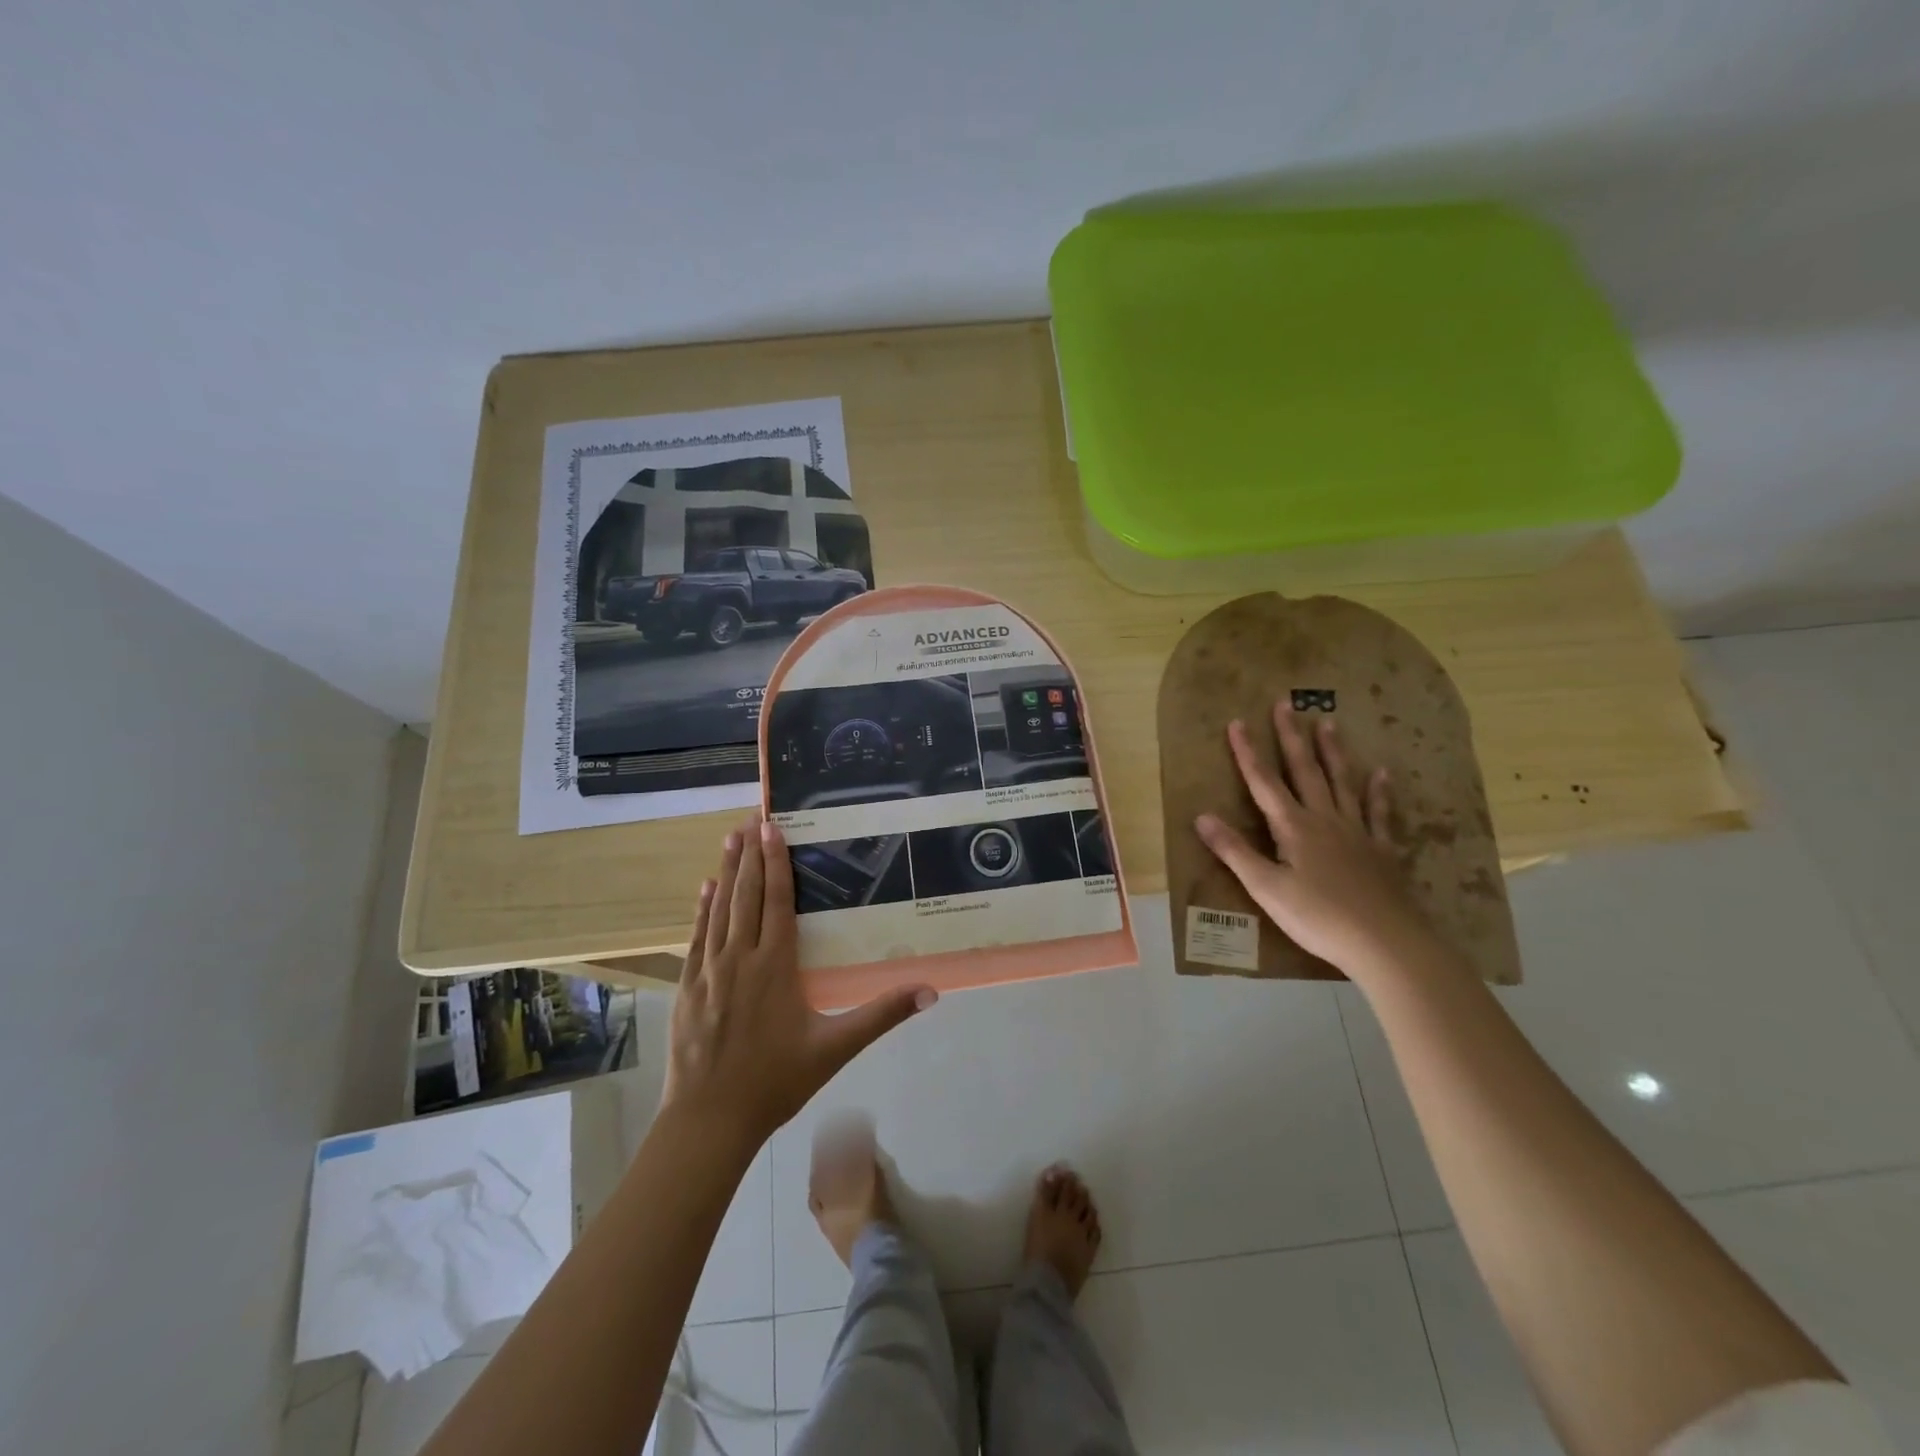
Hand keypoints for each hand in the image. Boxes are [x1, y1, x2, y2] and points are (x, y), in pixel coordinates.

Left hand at [664, 818, 936, 1147]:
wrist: (709, 1119)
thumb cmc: (776, 1081)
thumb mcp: (835, 1048)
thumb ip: (882, 1015)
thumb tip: (930, 991)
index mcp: (775, 965)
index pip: (776, 901)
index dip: (775, 862)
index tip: (772, 828)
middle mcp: (740, 958)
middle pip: (746, 895)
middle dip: (749, 854)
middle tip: (751, 818)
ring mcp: (708, 971)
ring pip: (720, 909)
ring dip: (725, 872)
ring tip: (729, 839)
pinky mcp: (688, 987)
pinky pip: (697, 937)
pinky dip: (702, 909)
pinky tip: (704, 889)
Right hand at [1194, 703, 1434, 980]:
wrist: (1386, 943)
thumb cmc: (1318, 917)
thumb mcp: (1266, 888)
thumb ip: (1234, 851)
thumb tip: (1201, 817)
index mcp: (1294, 827)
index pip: (1263, 782)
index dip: (1248, 752)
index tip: (1237, 722)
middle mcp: (1325, 819)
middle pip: (1304, 770)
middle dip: (1291, 737)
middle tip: (1286, 704)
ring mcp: (1357, 831)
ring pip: (1341, 782)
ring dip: (1332, 752)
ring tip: (1327, 723)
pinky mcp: (1381, 850)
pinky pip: (1379, 812)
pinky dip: (1378, 792)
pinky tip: (1381, 774)